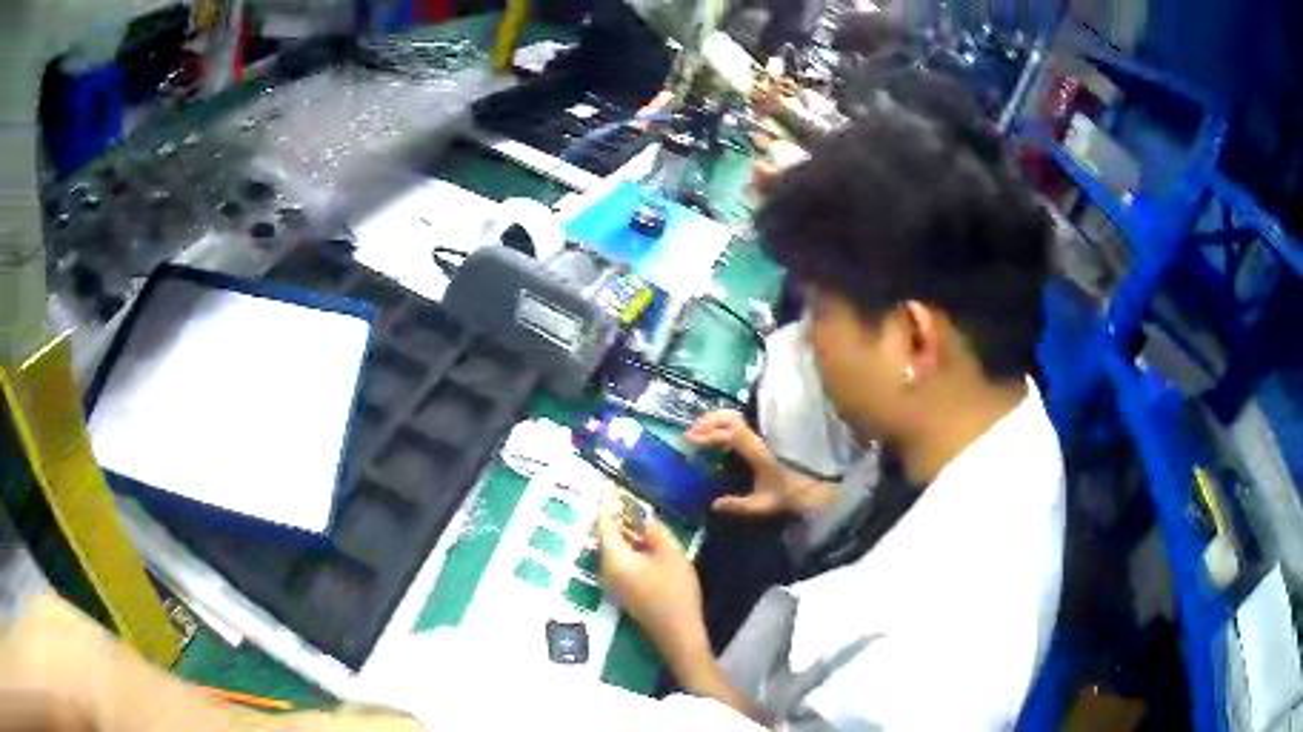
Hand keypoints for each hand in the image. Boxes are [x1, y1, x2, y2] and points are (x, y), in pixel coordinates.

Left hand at [596, 510, 711, 678]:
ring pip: (613, 547)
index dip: (608, 502)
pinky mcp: (623, 589)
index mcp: (613, 557)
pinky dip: (629, 545)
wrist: (677, 633)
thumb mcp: (671, 554)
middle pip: (605, 535)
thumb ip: (655, 530)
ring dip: (624, 530)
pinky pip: (620, 559)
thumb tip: (643, 517)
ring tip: (640, 513)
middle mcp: (605, 568)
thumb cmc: (675, 592)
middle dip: (616, 515)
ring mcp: (612, 581)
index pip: (603, 522)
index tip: (611, 483)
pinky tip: (646, 540)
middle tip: (630, 495)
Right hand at [684, 411, 838, 516]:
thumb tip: (713, 505)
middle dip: (707, 421)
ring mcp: (764, 433)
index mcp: (759, 451)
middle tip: (689, 434)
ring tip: (699, 432)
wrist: (818, 489)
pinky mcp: (765, 435)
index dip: (709, 434)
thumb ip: (739, 505)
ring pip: (736, 416)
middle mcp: (761, 437)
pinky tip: (715, 433)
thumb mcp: (764, 505)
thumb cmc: (791, 496)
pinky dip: (723, 422)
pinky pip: (741, 422)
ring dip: (714, 420)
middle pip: (731, 417)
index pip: (731, 433)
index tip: (690, 441)